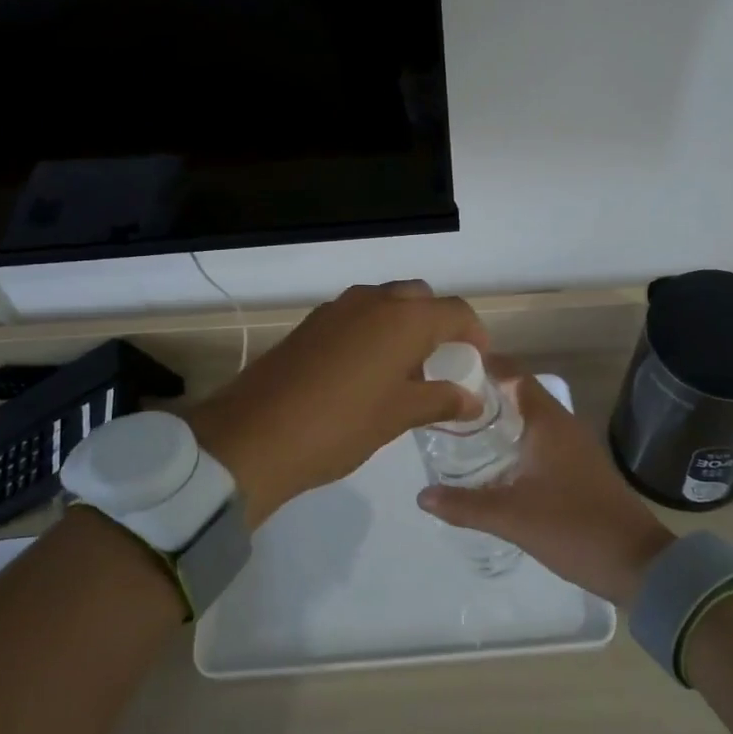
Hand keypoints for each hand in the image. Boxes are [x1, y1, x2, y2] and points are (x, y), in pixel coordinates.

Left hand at [189, 281, 487, 525]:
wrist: (255, 435)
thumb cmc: (341, 424)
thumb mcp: (399, 415)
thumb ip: (441, 400)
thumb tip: (472, 399)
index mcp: (404, 318)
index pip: (456, 311)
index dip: (474, 334)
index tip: (476, 361)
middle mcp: (373, 300)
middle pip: (420, 298)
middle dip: (436, 324)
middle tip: (439, 363)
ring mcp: (338, 308)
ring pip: (385, 303)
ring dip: (402, 326)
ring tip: (403, 372)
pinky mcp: (312, 323)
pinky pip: (356, 315)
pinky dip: (372, 332)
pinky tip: (365, 373)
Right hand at [417, 364, 676, 605]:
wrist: (637, 564)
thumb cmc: (573, 527)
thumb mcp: (511, 517)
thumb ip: (464, 505)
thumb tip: (422, 495)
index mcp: (548, 422)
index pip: (513, 375)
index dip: (484, 365)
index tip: (450, 365)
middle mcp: (563, 425)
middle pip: (520, 394)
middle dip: (485, 394)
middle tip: (446, 401)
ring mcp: (575, 447)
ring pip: (531, 419)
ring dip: (501, 418)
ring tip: (462, 429)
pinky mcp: (580, 468)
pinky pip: (541, 440)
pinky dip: (516, 440)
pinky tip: (495, 463)